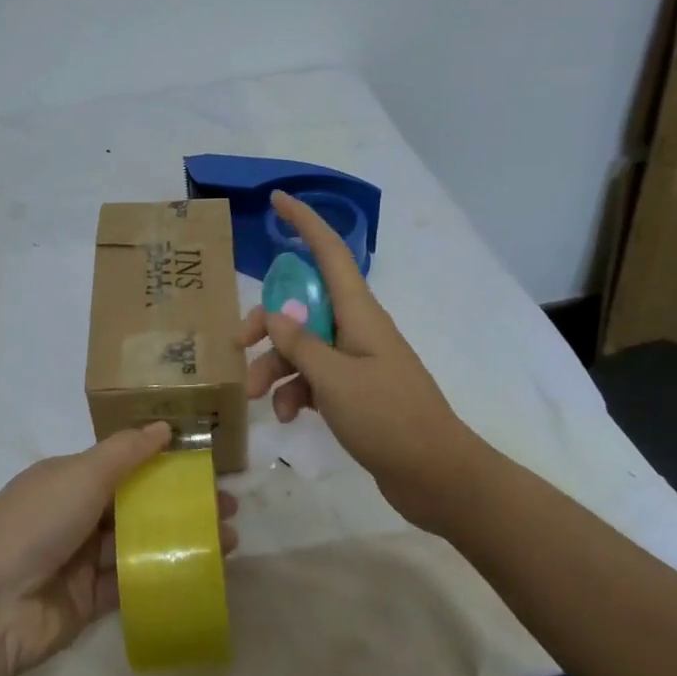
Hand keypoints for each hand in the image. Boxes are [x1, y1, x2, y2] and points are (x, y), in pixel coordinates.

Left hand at [0, 424, 238, 675]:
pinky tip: (201, 572)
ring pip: (140, 542)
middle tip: (228, 509)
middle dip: (181, 504)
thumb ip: (126, 451)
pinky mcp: (89, 600)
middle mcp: (75, 513)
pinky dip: (164, 575)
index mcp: (68, 477)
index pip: (123, 464)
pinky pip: (133, 582)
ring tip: (229, 541)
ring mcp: (81, 559)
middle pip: (137, 504)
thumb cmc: (36, 524)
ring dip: (181, 539)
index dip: (164, 463)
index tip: (205, 468)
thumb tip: (164, 426)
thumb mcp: (81, 474)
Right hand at [238, 190, 471, 530]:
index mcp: (358, 313)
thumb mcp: (335, 378)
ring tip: (258, 399)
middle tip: (239, 345)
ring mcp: (356, 362)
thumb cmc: (389, 417)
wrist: (437, 475)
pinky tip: (287, 417)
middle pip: (302, 307)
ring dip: (275, 368)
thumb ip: (299, 344)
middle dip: (267, 324)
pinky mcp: (354, 393)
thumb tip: (274, 315)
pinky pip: (314, 379)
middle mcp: (356, 329)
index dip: (305, 223)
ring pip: (302, 348)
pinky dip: (296, 393)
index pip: (330, 253)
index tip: (278, 199)